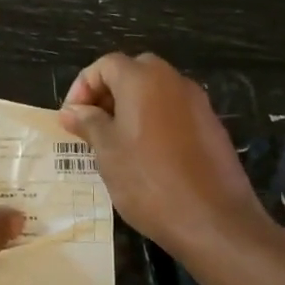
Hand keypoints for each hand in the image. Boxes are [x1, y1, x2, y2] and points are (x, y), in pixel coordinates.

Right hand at [61, 52, 265, 256]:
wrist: (213, 219)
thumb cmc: (148, 181)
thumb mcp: (107, 151)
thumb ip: (88, 123)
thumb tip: (72, 111)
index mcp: (143, 80)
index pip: (105, 65)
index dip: (82, 87)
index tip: (71, 118)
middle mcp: (173, 81)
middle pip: (133, 72)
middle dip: (108, 93)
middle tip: (92, 125)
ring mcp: (198, 103)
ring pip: (156, 92)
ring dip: (131, 107)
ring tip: (115, 143)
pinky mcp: (212, 127)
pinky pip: (175, 112)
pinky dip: (154, 121)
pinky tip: (146, 156)